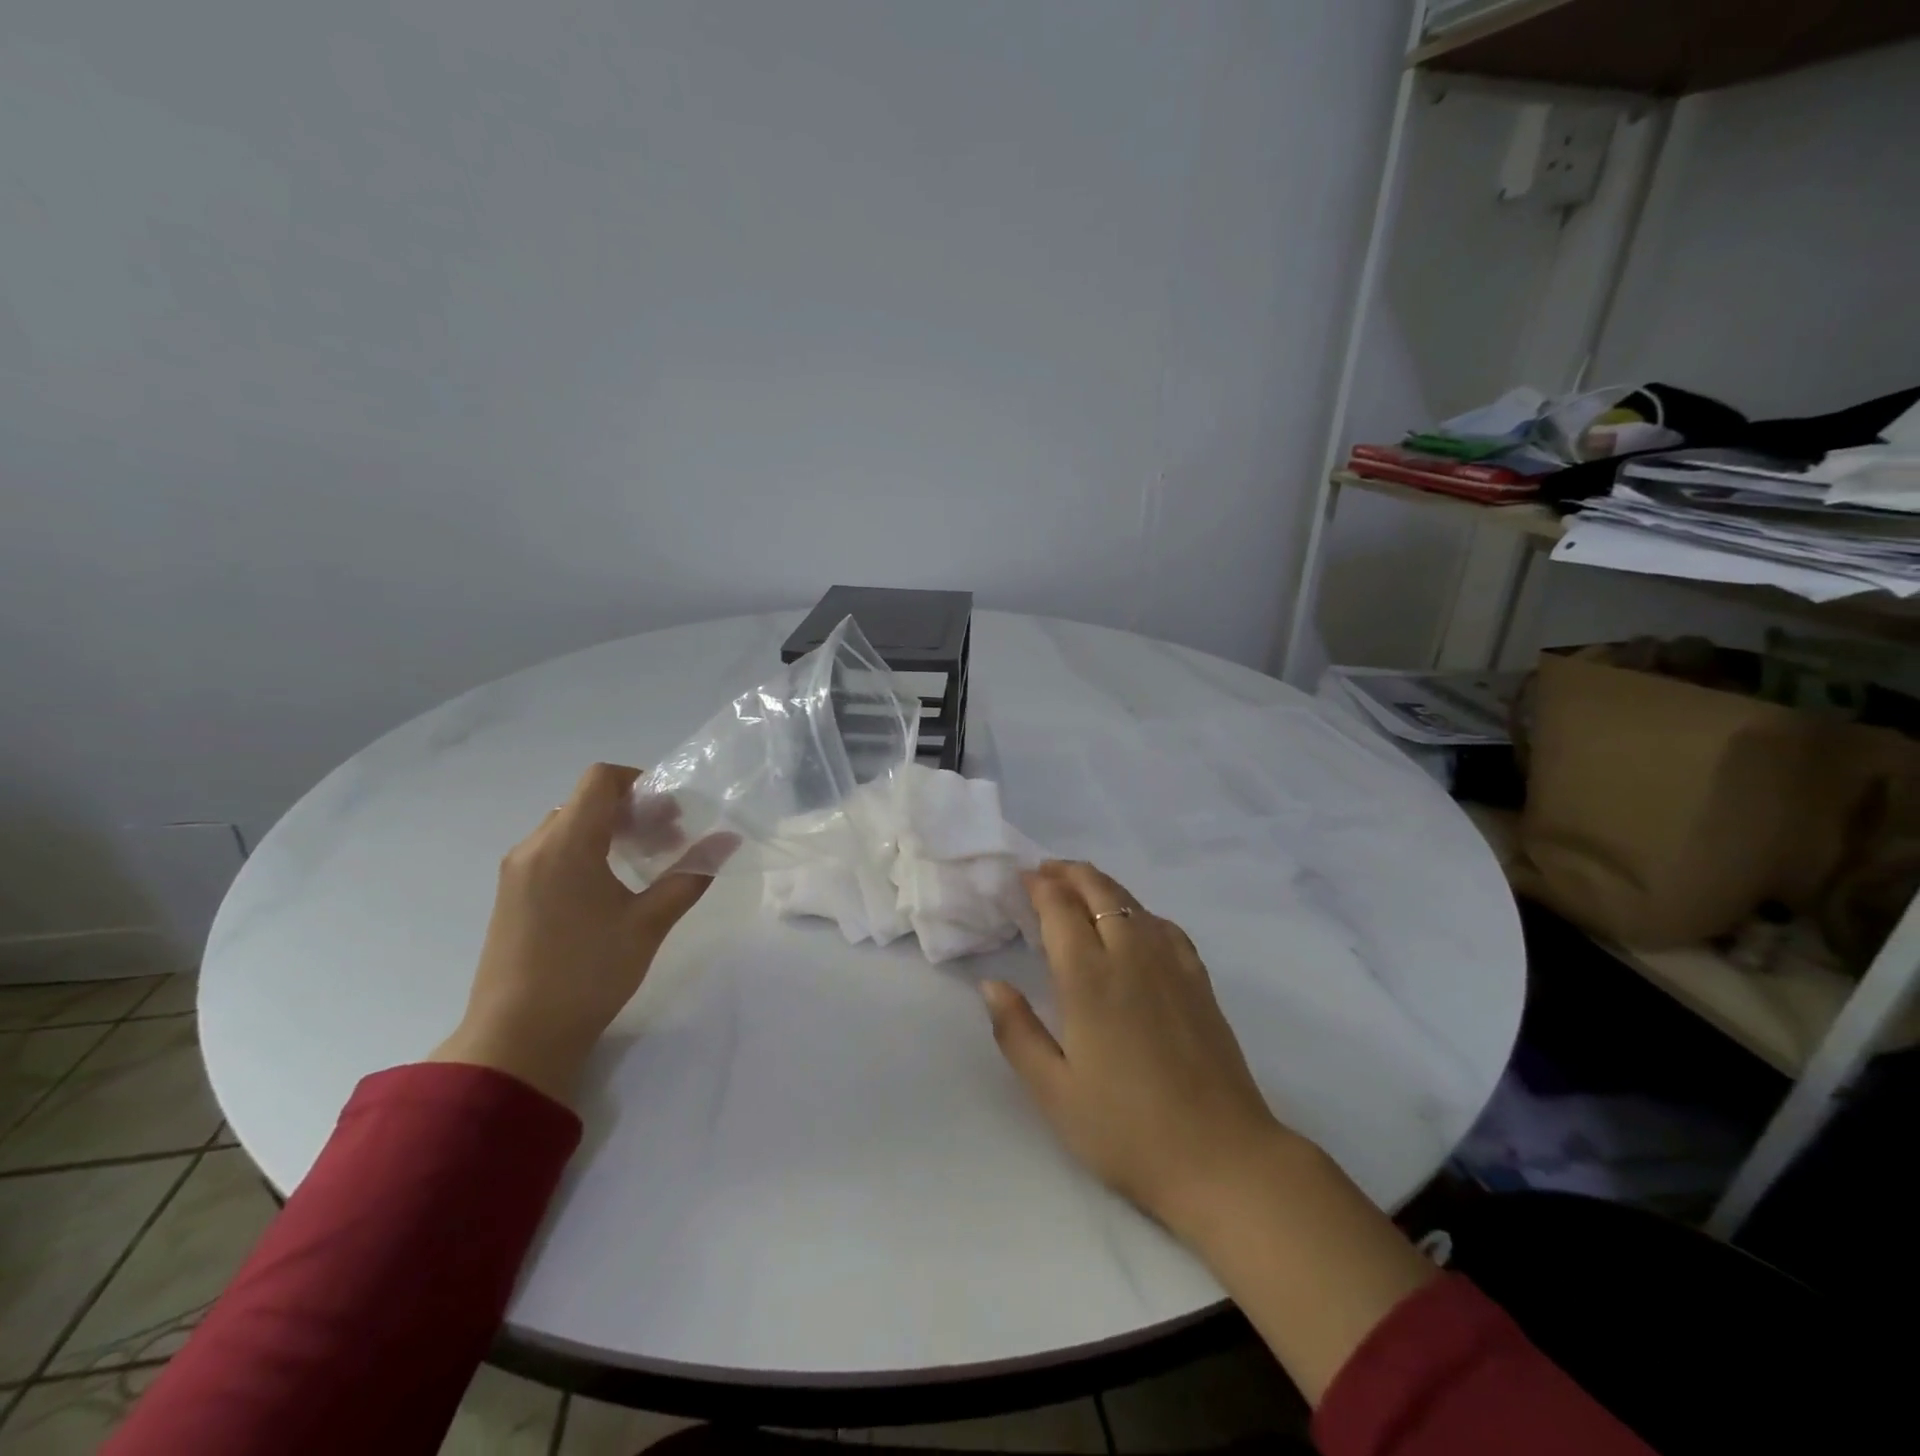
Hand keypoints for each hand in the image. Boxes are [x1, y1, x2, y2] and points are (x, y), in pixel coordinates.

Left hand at [430, 762, 729, 1103]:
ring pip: (568, 827)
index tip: (670, 813)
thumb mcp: (650, 922)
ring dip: (609, 832)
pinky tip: (610, 890)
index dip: (639, 782)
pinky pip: (552, 852)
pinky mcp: (511, 896)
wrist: (517, 1038)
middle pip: (586, 802)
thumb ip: (691, 874)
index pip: (600, 779)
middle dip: (632, 811)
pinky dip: (586, 852)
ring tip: (644, 865)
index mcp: (566, 843)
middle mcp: (534, 847)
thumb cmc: (588, 972)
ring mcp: (517, 872)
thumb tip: (728, 840)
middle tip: (669, 841)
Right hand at [980, 861, 1289, 1235]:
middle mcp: (1130, 956)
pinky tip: (1135, 924)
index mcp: (1088, 979)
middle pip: (1099, 892)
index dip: (1040, 887)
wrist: (1221, 1157)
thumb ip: (1017, 1032)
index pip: (1060, 910)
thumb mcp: (1054, 1092)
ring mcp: (1171, 965)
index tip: (1022, 878)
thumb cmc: (1126, 1130)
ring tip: (1080, 887)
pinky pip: (1164, 926)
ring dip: (1101, 885)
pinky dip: (1139, 910)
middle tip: (1045, 871)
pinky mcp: (1199, 981)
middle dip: (1069, 873)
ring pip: (1132, 903)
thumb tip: (991, 985)